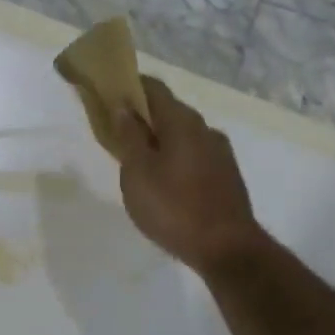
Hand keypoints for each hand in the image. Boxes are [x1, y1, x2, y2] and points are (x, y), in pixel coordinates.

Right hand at [111, 75, 264, 273]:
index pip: (153, 88)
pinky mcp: (225, 176)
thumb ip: (129, 136)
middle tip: (115, 132)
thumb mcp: (137, 172)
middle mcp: (205, 129)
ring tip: (136, 161)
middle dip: (142, 116)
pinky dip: (173, 157)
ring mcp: (219, 153)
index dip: (129, 86)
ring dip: (158, 139)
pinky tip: (162, 180)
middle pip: (169, 111)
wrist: (226, 248)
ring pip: (181, 135)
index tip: (108, 93)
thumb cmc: (173, 207)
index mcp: (182, 122)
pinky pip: (192, 154)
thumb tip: (122, 106)